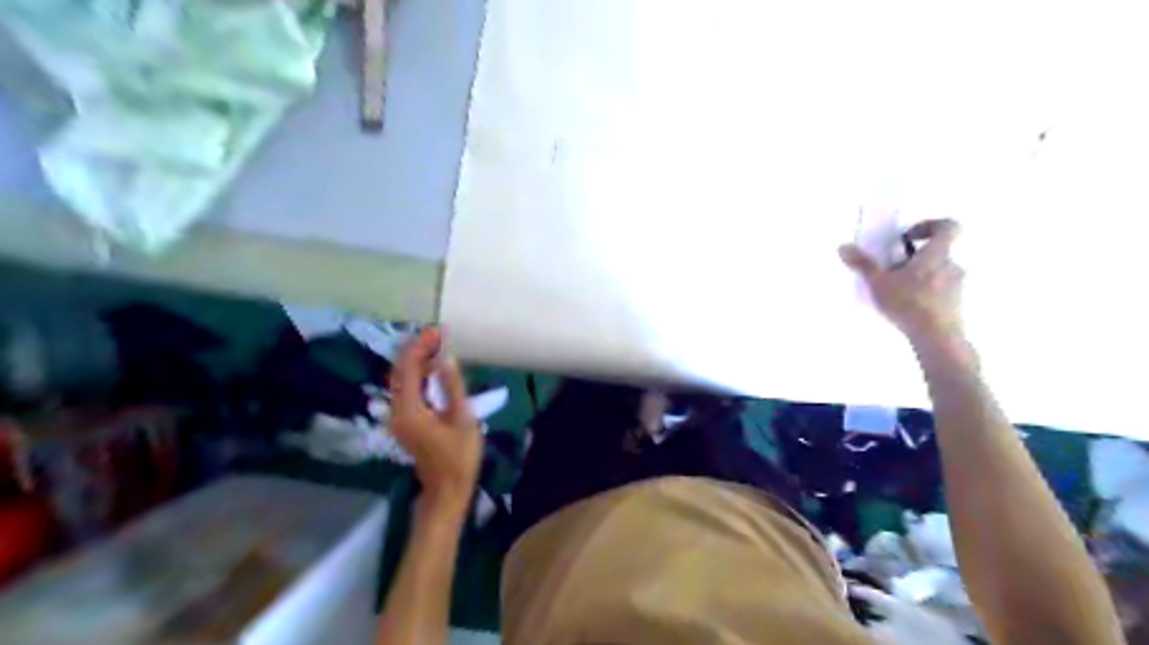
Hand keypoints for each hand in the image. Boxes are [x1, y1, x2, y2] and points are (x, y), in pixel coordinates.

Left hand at [391, 330, 480, 520]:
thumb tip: (446, 357)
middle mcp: (397, 411)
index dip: (421, 346)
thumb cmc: (460, 458)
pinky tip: (434, 367)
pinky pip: (406, 389)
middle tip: (440, 334)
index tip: (439, 331)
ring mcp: (398, 417)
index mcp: (410, 411)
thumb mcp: (463, 419)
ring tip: (439, 344)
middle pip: (400, 371)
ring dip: (417, 359)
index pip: (408, 369)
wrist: (446, 491)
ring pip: (401, 379)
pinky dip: (418, 373)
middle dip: (417, 349)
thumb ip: (453, 387)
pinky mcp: (404, 421)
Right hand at [840, 220, 961, 343]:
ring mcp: (959, 287)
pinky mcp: (958, 305)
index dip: (928, 226)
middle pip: (938, 252)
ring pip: (939, 273)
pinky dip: (926, 295)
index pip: (948, 226)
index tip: (907, 237)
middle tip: (893, 270)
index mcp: (938, 253)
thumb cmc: (909, 303)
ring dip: (919, 277)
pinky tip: (907, 309)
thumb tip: (843, 246)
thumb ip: (862, 264)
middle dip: (915, 258)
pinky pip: (941, 292)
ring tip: (896, 292)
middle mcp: (953, 265)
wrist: (937, 338)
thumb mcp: (878, 282)